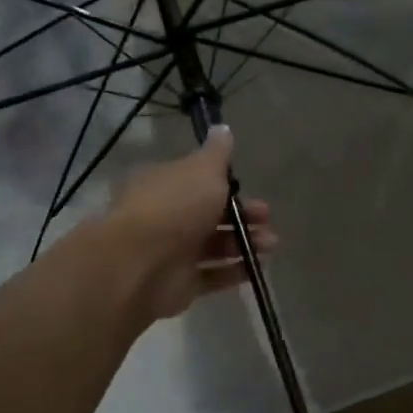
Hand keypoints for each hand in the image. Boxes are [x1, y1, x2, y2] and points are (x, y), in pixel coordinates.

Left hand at [106, 128, 274, 321]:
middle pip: (211, 215)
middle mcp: (167, 217)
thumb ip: (217, 154)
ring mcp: (173, 253)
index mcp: (166, 185)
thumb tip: (223, 128)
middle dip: (243, 217)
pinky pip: (212, 276)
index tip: (254, 190)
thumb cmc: (175, 207)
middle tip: (267, 220)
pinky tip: (257, 269)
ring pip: (215, 246)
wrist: (143, 263)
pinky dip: (235, 272)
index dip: (228, 185)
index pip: (199, 182)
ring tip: (269, 246)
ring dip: (245, 244)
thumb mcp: (203, 170)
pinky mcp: (181, 284)